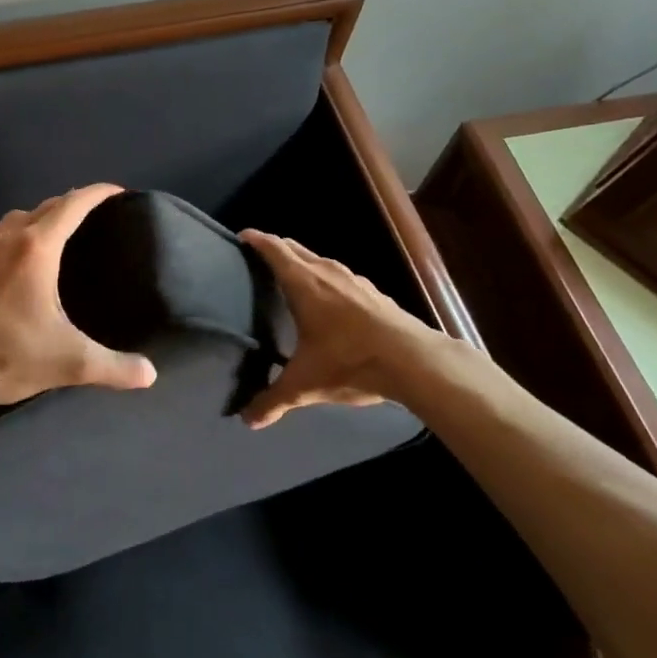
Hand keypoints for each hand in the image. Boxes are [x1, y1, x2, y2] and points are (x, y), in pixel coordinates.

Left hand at [0, 183, 157, 415]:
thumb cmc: (7, 356)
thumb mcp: (70, 363)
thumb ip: (115, 367)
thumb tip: (150, 375)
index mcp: (37, 249)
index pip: (73, 205)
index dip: (97, 193)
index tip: (118, 191)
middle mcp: (7, 239)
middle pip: (44, 208)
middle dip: (70, 205)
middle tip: (92, 217)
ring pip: (13, 221)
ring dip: (35, 220)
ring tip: (51, 236)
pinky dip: (2, 244)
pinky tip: (3, 264)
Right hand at [238, 229, 490, 428]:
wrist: (413, 360)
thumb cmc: (349, 362)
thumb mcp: (305, 385)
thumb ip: (273, 400)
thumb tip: (247, 421)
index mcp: (304, 283)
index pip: (274, 250)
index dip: (257, 240)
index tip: (243, 236)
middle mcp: (326, 272)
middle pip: (296, 248)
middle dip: (277, 248)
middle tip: (260, 258)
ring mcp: (353, 279)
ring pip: (320, 260)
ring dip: (304, 263)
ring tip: (292, 280)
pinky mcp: (374, 292)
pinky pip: (341, 276)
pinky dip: (327, 279)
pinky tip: (331, 301)